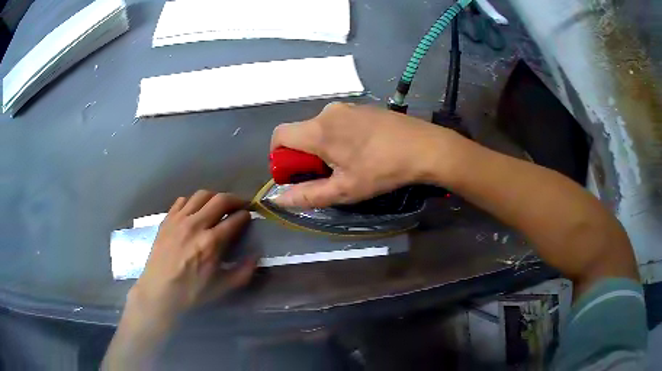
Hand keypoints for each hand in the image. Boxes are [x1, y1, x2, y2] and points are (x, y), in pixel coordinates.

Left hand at [128, 191, 256, 322]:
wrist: (159, 290)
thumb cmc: (191, 291)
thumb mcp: (221, 287)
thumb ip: (242, 272)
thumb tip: (256, 256)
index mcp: (211, 242)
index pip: (234, 220)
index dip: (246, 215)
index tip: (249, 216)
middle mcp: (196, 225)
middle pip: (220, 200)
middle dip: (235, 199)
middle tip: (240, 205)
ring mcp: (179, 219)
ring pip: (201, 195)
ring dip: (215, 197)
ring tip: (219, 205)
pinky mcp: (167, 219)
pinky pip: (183, 200)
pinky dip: (193, 201)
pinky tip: (196, 210)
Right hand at [271, 103, 455, 207]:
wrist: (425, 147)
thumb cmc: (382, 170)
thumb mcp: (344, 189)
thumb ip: (307, 195)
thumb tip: (278, 199)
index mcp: (318, 130)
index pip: (279, 135)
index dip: (279, 157)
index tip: (296, 174)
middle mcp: (328, 112)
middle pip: (300, 132)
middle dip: (304, 156)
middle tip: (327, 175)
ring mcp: (347, 107)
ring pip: (320, 128)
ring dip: (323, 147)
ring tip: (349, 164)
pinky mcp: (363, 107)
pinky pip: (339, 122)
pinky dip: (339, 137)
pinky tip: (363, 150)